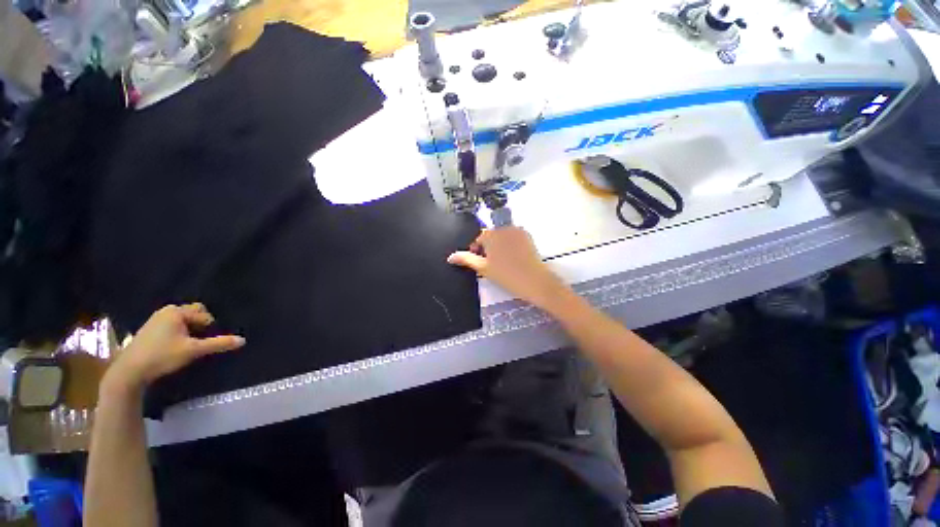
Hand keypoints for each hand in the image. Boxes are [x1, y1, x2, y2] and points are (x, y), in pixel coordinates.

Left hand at [106, 303, 244, 392]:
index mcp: (176, 312)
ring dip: (188, 330)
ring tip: (188, 345)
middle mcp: (165, 311)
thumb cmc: (162, 356)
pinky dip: (177, 333)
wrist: (129, 371)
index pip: (203, 313)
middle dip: (199, 325)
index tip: (206, 340)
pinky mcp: (148, 330)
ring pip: (181, 321)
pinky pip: (171, 326)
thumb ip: (218, 344)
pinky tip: (174, 347)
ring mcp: (154, 320)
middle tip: (200, 341)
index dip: (209, 326)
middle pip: (192, 314)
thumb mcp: (193, 350)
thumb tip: (243, 340)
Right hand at [447, 227, 570, 310]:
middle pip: (491, 235)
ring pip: (502, 236)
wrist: (535, 281)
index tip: (479, 261)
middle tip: (490, 263)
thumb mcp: (483, 268)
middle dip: (488, 247)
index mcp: (491, 234)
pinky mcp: (528, 236)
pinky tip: (512, 258)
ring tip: (501, 262)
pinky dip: (510, 244)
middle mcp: (504, 228)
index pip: (478, 238)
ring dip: (498, 245)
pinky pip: (513, 237)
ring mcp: (517, 231)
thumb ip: (466, 259)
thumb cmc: (507, 275)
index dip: (476, 250)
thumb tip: (451, 257)